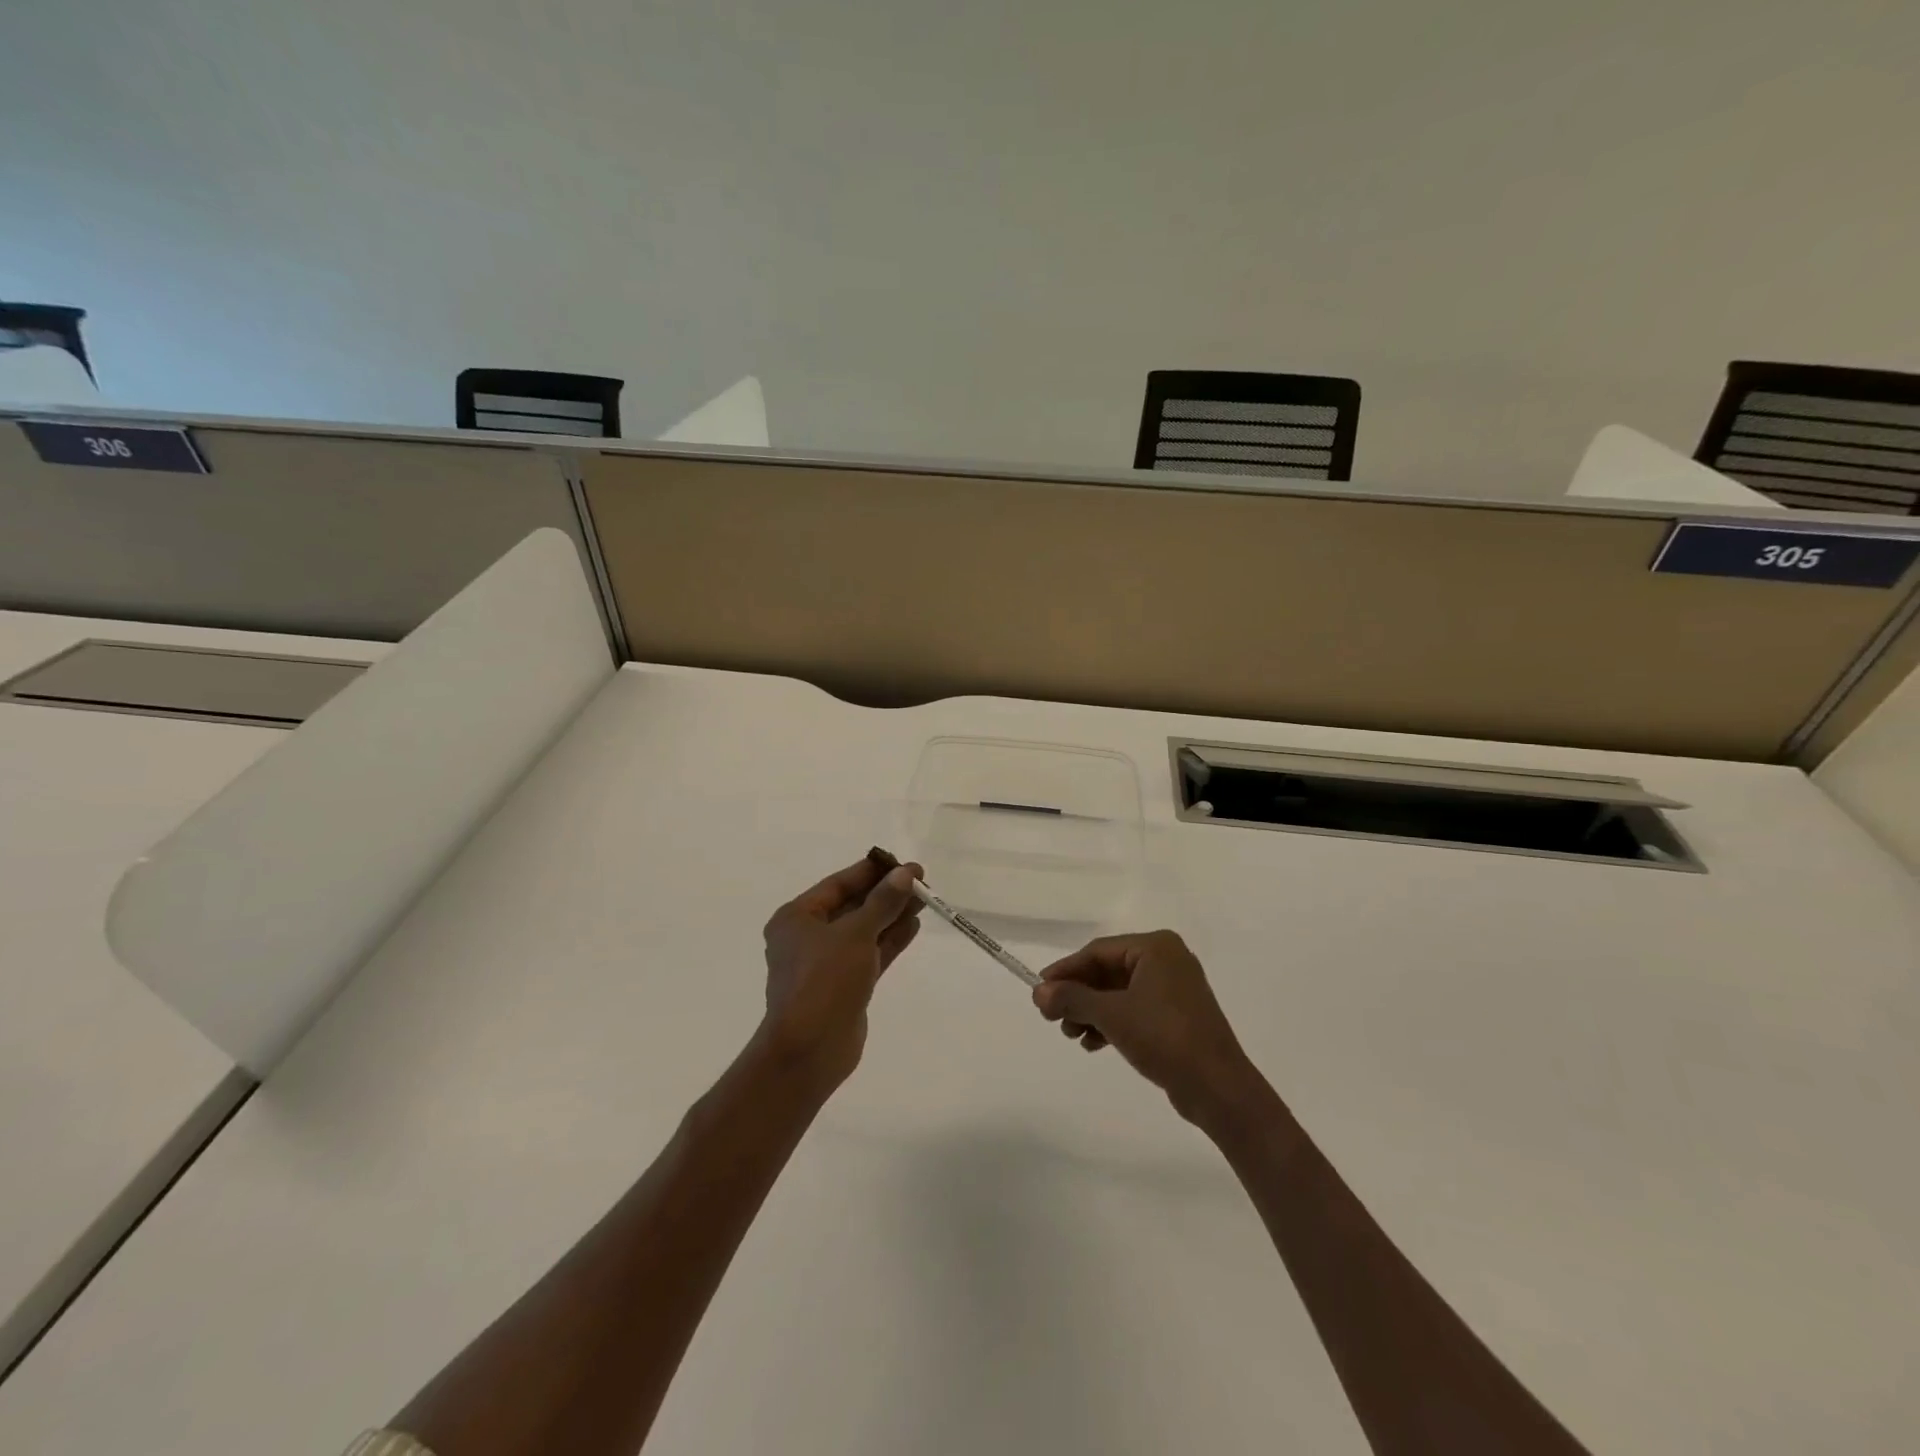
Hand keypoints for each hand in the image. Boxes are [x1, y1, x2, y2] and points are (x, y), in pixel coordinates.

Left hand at [757, 856, 923, 1089]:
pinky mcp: (845, 986)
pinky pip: (870, 954)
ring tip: (924, 900)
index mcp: (796, 918)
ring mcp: (826, 964)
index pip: (838, 884)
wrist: (810, 1050)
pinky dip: (889, 940)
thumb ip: (883, 902)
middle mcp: (808, 937)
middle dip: (885, 894)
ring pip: (864, 931)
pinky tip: (913, 926)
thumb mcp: (856, 934)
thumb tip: (906, 874)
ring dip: (891, 916)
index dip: (872, 872)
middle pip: (852, 906)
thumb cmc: (824, 980)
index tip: (902, 863)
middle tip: (920, 881)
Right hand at [1033, 931, 1265, 1130]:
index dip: (1065, 970)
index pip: (1098, 951)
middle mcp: (1167, 960)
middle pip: (1107, 971)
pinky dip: (1111, 1023)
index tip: (1039, 990)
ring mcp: (1174, 989)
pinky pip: (1134, 1009)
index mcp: (1156, 947)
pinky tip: (1092, 1043)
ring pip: (1119, 993)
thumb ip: (1072, 998)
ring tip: (1071, 1035)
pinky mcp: (1177, 1016)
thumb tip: (1037, 991)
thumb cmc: (1164, 1038)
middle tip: (1052, 1017)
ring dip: (1091, 1011)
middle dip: (1078, 995)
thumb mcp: (1111, 1015)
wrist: (1218, 1088)